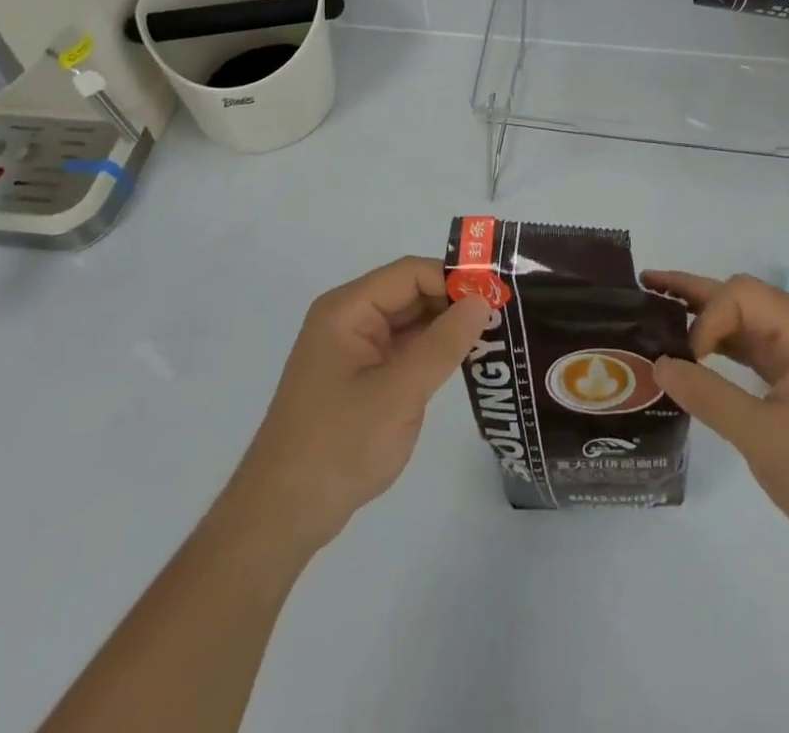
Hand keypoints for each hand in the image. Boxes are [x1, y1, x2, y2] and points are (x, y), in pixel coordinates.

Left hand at [223, 257, 490, 556]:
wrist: (283, 516)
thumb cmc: (338, 446)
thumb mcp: (398, 393)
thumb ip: (443, 345)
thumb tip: (482, 301)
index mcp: (348, 309)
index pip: (410, 273)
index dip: (454, 279)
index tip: (498, 296)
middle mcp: (350, 319)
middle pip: (411, 293)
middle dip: (454, 302)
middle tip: (505, 316)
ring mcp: (354, 349)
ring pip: (410, 322)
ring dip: (447, 328)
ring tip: (496, 336)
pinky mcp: (361, 377)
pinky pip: (403, 350)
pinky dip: (433, 352)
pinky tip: (465, 362)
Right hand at [642, 271, 788, 559]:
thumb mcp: (765, 439)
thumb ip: (708, 396)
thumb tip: (660, 365)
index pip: (742, 295)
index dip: (705, 318)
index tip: (687, 361)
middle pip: (742, 297)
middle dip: (694, 294)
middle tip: (645, 287)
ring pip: (747, 321)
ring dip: (705, 319)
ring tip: (659, 313)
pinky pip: (756, 348)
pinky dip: (723, 347)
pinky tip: (695, 354)